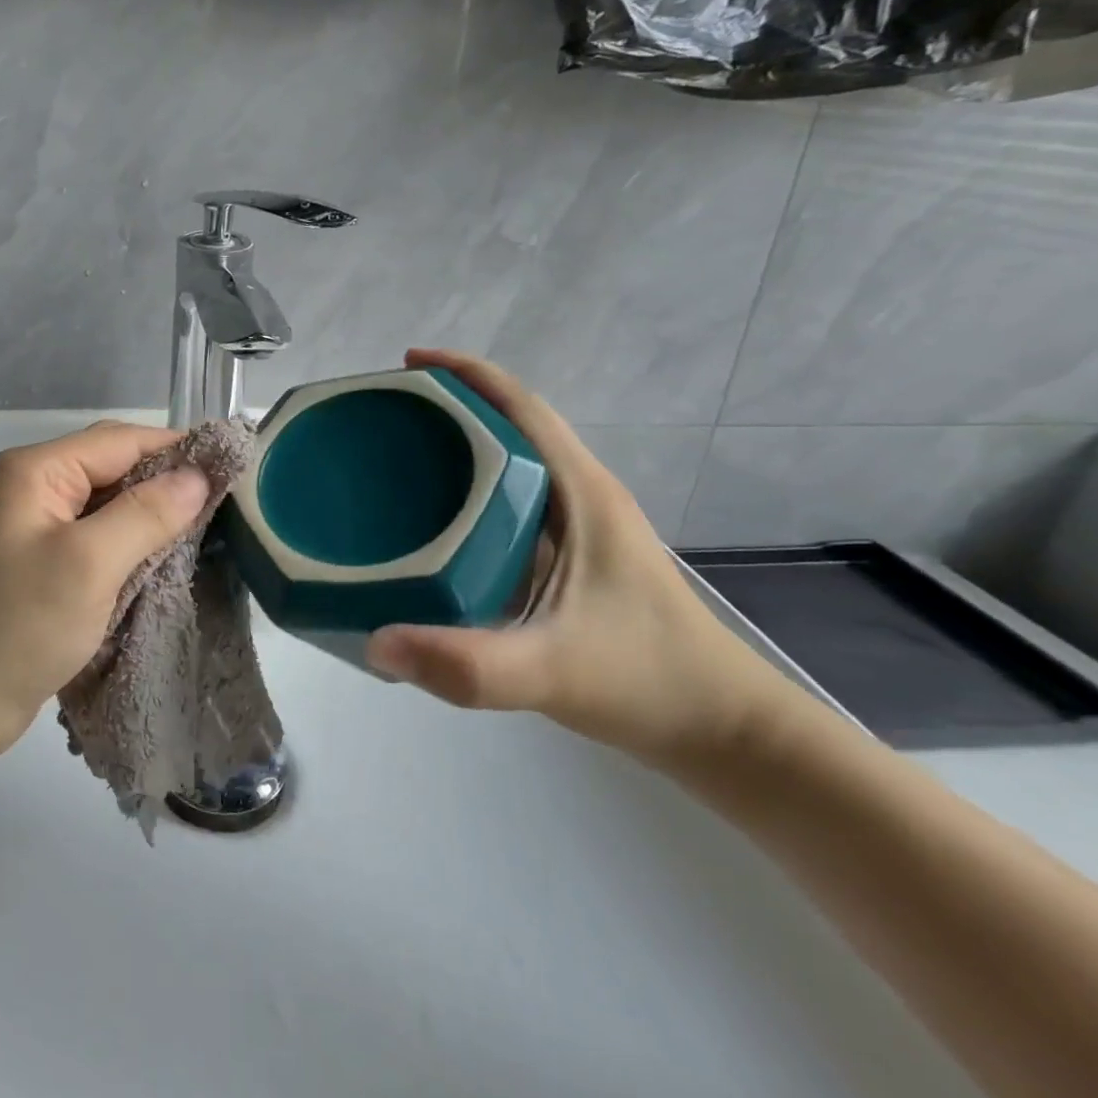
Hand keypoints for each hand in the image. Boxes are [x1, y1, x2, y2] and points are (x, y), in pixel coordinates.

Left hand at [0, 422, 209, 765]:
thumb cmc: (14, 626)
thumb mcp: (88, 564)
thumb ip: (146, 514)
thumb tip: (198, 475)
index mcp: (37, 471)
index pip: (121, 441)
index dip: (177, 449)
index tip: (233, 465)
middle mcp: (35, 489)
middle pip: (114, 468)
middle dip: (167, 483)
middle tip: (226, 503)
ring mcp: (37, 530)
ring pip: (110, 507)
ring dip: (153, 517)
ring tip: (208, 531)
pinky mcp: (43, 567)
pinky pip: (98, 541)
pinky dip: (133, 547)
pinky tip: (167, 562)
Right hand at [366, 349, 804, 770]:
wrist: (724, 731)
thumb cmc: (649, 683)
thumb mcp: (553, 672)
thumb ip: (467, 664)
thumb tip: (373, 642)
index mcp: (580, 492)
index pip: (519, 405)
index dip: (463, 373)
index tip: (405, 366)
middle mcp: (580, 493)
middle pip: (510, 422)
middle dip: (448, 404)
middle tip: (383, 417)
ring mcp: (580, 524)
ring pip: (511, 460)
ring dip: (458, 443)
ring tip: (396, 457)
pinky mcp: (573, 554)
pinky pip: (512, 498)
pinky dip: (469, 488)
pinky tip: (434, 520)